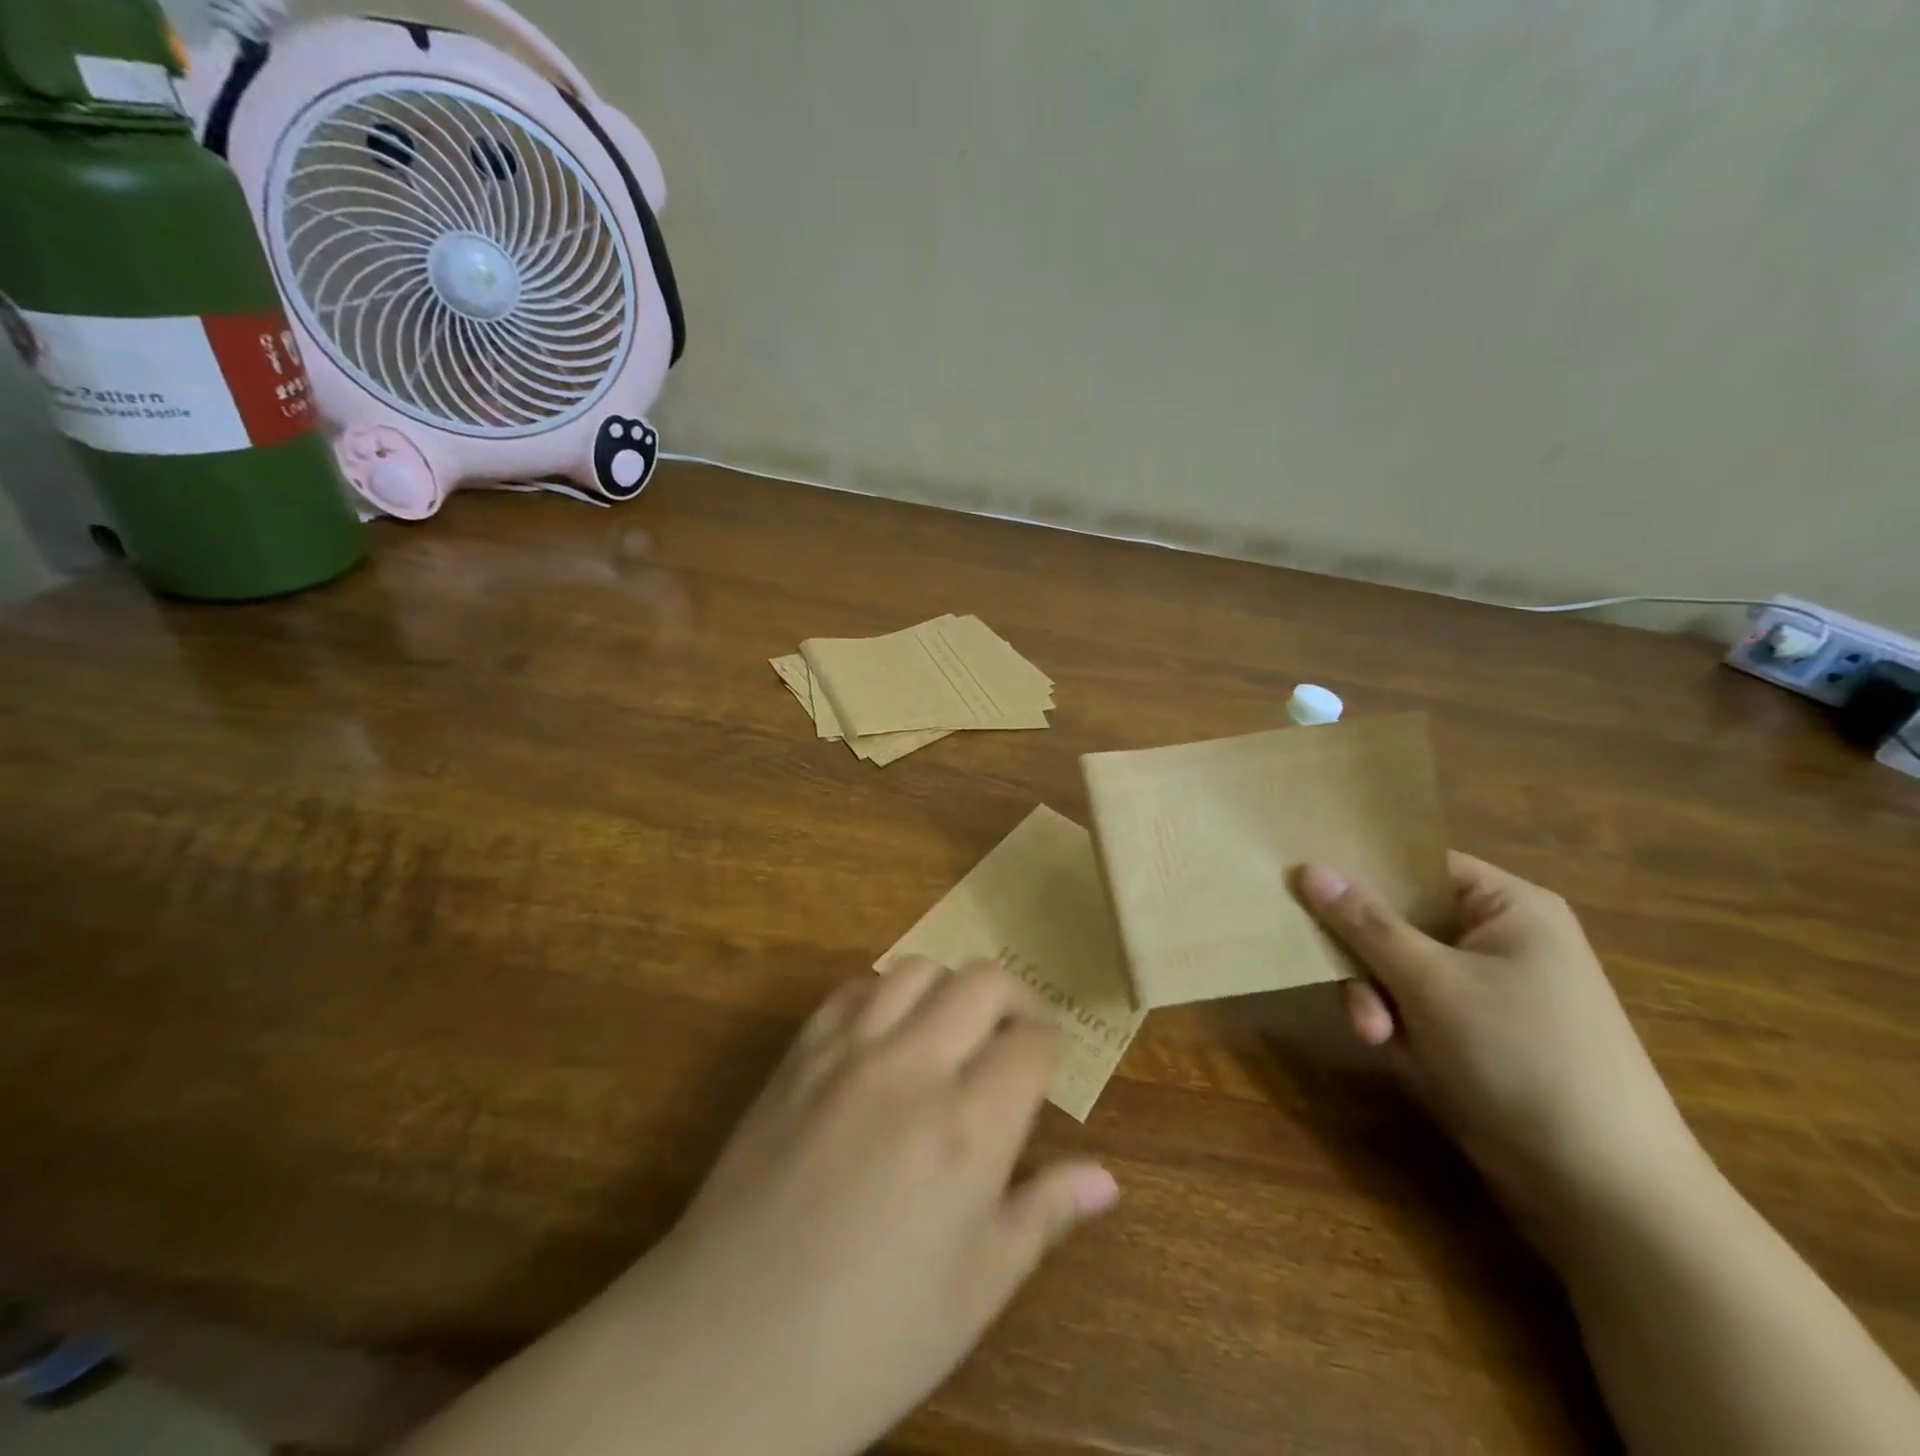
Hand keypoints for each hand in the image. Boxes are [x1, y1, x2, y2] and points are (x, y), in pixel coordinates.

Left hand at [613, 958, 1118, 1455]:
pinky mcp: (799, 1053)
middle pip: (983, 981)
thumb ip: (1044, 1216)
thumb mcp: (974, 1292)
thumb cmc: (867, 1339)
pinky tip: (885, 1034)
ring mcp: (849, 1051)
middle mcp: (913, 1066)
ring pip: (918, 969)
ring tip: (951, 1030)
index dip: (1050, 1047)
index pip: (1032, 1042)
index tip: (1047, 1067)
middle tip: (1012, 1037)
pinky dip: (884, 994)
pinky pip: (853, 989)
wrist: (722, 1347)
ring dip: (948, 988)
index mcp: (969, 1127)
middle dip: (1013, 999)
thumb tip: (1107, 1180)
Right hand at [1295, 853, 1709, 1241]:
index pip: (1416, 863)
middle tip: (1344, 982)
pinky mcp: (1469, 1033)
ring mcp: (1482, 989)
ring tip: (1377, 1037)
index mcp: (1506, 907)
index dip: (1361, 870)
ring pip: (1393, 967)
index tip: (1304, 883)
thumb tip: (1308, 866)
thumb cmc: (1523, 1056)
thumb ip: (1364, 922)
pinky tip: (1395, 1055)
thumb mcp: (1432, 982)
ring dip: (1374, 998)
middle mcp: (1495, 939)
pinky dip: (1393, 1026)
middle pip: (1397, 918)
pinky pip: (1408, 1007)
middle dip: (1366, 956)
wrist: (1602, 1191)